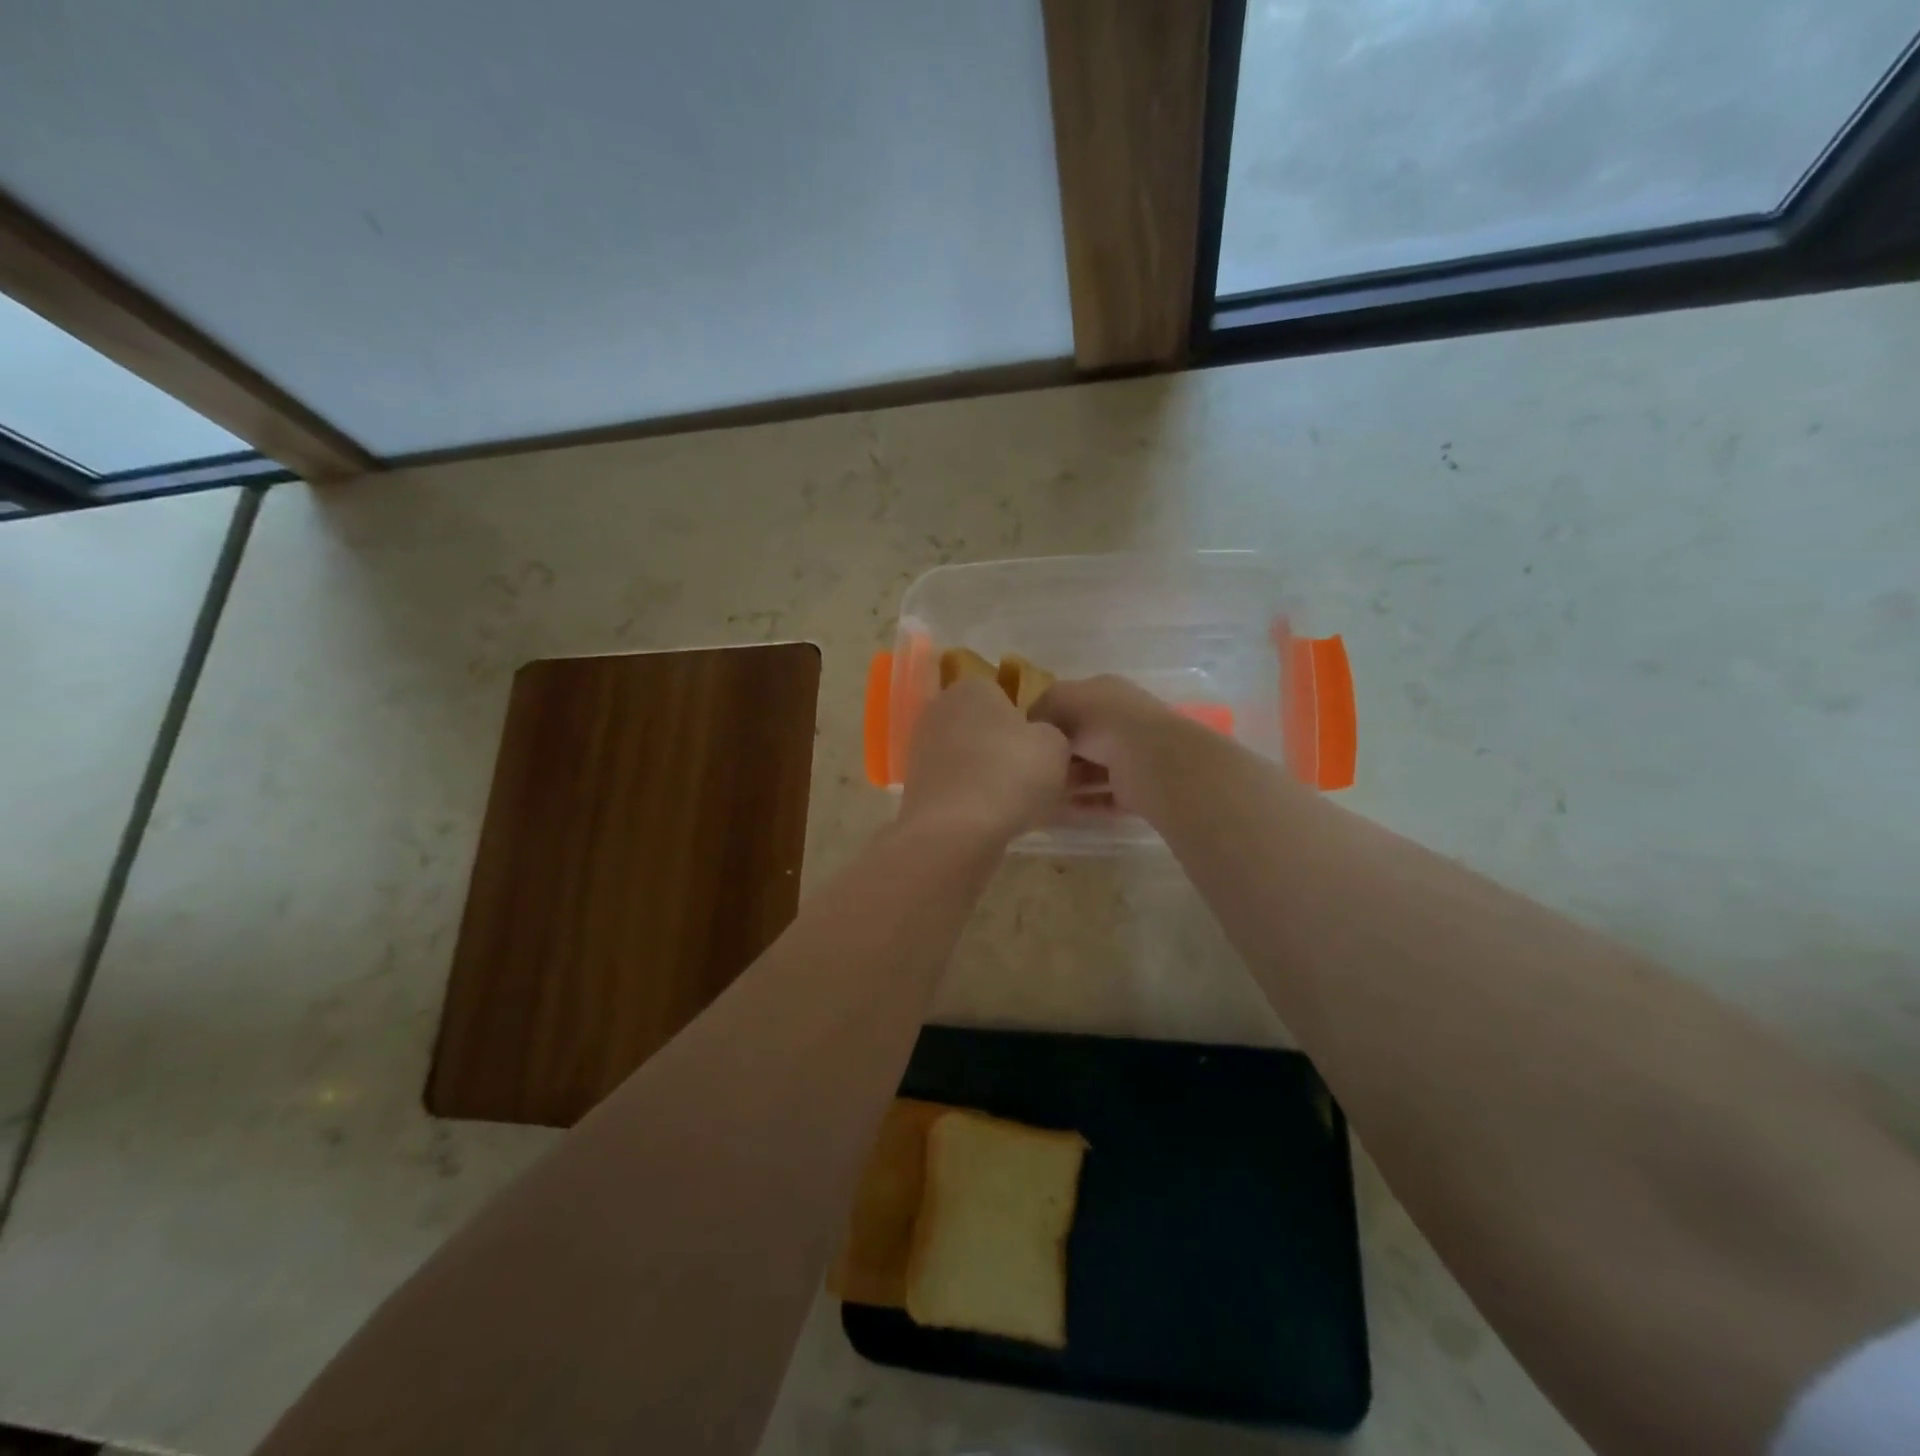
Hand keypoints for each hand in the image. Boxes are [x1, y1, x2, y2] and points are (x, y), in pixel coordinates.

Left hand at [900, 679, 1071, 843]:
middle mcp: (939, 710)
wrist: (955, 831)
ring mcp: (921, 749)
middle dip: (1005, 747)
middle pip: (983, 726)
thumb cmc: (1009, 774)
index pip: (1004, 694)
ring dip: (989, 775)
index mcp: (971, 687)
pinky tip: (993, 818)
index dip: (1027, 720)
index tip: (1042, 747)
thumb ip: (1051, 733)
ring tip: (1018, 803)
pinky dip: (973, 798)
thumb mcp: (1055, 745)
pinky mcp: (916, 786)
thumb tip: (1039, 738)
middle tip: (1033, 775)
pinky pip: (957, 786)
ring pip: (969, 758)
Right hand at [1029, 675, 1191, 812]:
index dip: (1047, 718)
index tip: (1023, 736)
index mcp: (1106, 693)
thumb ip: (1042, 708)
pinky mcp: (1135, 789)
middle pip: (1082, 739)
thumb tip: (1029, 724)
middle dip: (1058, 754)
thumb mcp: (1061, 700)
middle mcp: (1120, 722)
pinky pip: (1103, 797)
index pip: (1071, 703)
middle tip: (1029, 768)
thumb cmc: (1101, 720)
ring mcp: (1131, 757)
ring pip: (1092, 770)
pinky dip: (1083, 803)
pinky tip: (1059, 810)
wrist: (1147, 758)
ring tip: (1040, 791)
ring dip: (1069, 781)